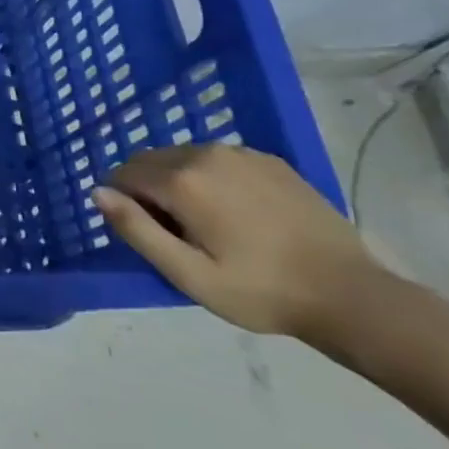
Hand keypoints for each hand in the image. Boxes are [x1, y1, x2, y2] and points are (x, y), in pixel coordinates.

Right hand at [94, 144, 386, 340]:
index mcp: (182, 181)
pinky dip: (210, 178)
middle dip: (148, 190)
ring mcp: (242, 153)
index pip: (123, 175)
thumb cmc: (260, 291)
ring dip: (178, 182)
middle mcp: (206, 154)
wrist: (350, 294)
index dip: (126, 205)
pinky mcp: (270, 161)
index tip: (152, 236)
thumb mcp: (187, 274)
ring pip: (182, 157)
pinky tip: (237, 214)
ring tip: (208, 225)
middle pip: (150, 161)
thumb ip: (136, 229)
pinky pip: (216, 160)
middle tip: (177, 235)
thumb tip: (98, 192)